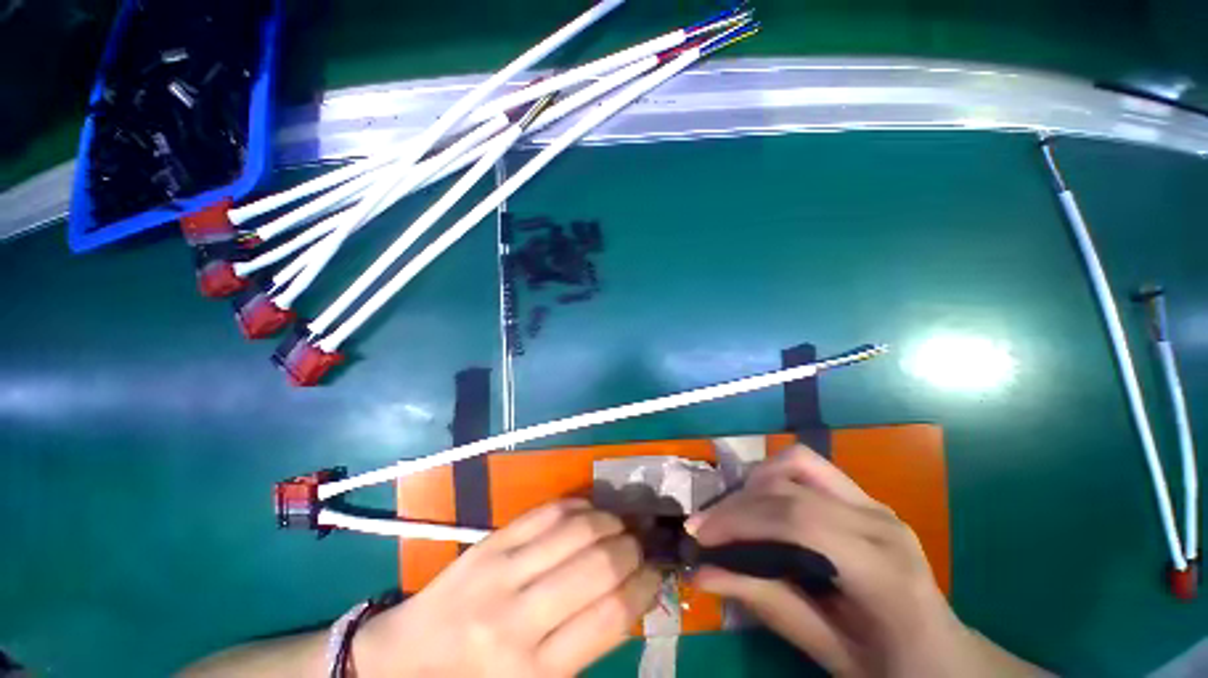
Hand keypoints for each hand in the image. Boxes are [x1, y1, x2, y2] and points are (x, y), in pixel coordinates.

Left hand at [353, 499, 660, 677]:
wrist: (404, 661)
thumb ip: (585, 647)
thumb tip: (629, 596)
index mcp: (535, 671)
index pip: (612, 615)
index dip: (645, 587)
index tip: (654, 575)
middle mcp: (519, 617)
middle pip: (599, 564)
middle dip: (632, 548)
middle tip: (639, 546)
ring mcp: (501, 570)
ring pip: (577, 528)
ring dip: (610, 521)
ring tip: (619, 525)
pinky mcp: (490, 542)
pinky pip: (547, 511)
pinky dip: (578, 506)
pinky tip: (589, 512)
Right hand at [687, 446, 1040, 677]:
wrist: (949, 659)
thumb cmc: (895, 669)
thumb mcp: (831, 654)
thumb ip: (768, 606)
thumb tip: (702, 574)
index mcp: (883, 568)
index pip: (797, 520)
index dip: (739, 520)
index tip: (699, 536)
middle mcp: (879, 520)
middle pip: (791, 482)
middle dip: (737, 500)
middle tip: (706, 526)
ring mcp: (874, 503)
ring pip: (798, 461)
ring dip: (756, 481)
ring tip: (734, 514)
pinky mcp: (865, 499)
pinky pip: (808, 469)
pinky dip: (774, 479)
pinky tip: (762, 508)